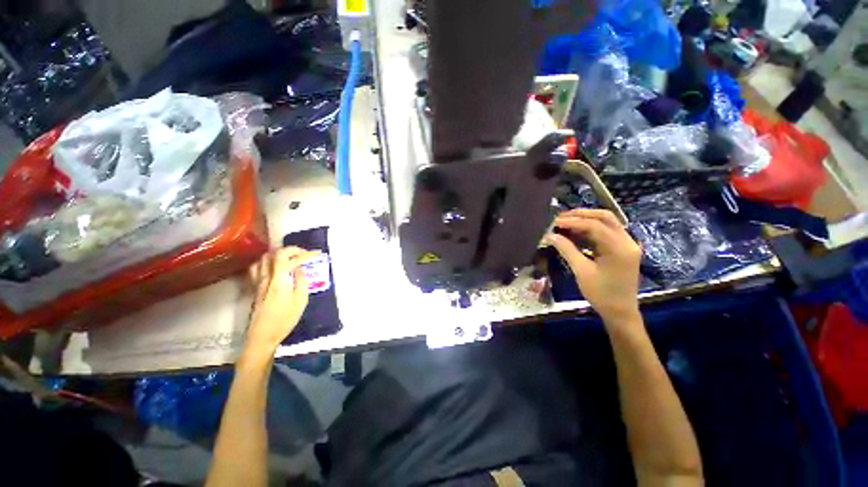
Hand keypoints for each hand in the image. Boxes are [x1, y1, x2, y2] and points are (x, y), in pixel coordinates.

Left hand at [245, 247, 316, 356]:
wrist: (262, 335)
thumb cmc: (284, 319)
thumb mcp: (300, 301)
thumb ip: (301, 282)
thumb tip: (300, 269)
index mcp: (279, 280)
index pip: (291, 259)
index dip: (305, 254)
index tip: (317, 254)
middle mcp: (267, 277)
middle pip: (276, 254)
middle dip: (292, 250)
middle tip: (304, 253)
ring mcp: (258, 281)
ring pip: (264, 258)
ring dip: (278, 253)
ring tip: (290, 257)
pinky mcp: (255, 287)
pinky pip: (258, 267)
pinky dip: (267, 261)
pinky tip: (274, 266)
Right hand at [546, 209, 641, 324]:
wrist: (620, 312)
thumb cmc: (601, 294)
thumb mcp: (581, 271)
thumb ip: (567, 250)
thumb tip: (550, 236)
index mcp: (619, 248)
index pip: (595, 225)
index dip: (573, 221)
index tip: (555, 222)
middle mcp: (627, 241)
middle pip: (605, 217)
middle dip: (582, 214)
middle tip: (561, 218)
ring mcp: (627, 244)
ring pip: (607, 222)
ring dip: (586, 219)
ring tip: (566, 222)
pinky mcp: (623, 248)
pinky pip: (607, 231)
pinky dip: (591, 229)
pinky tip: (576, 231)